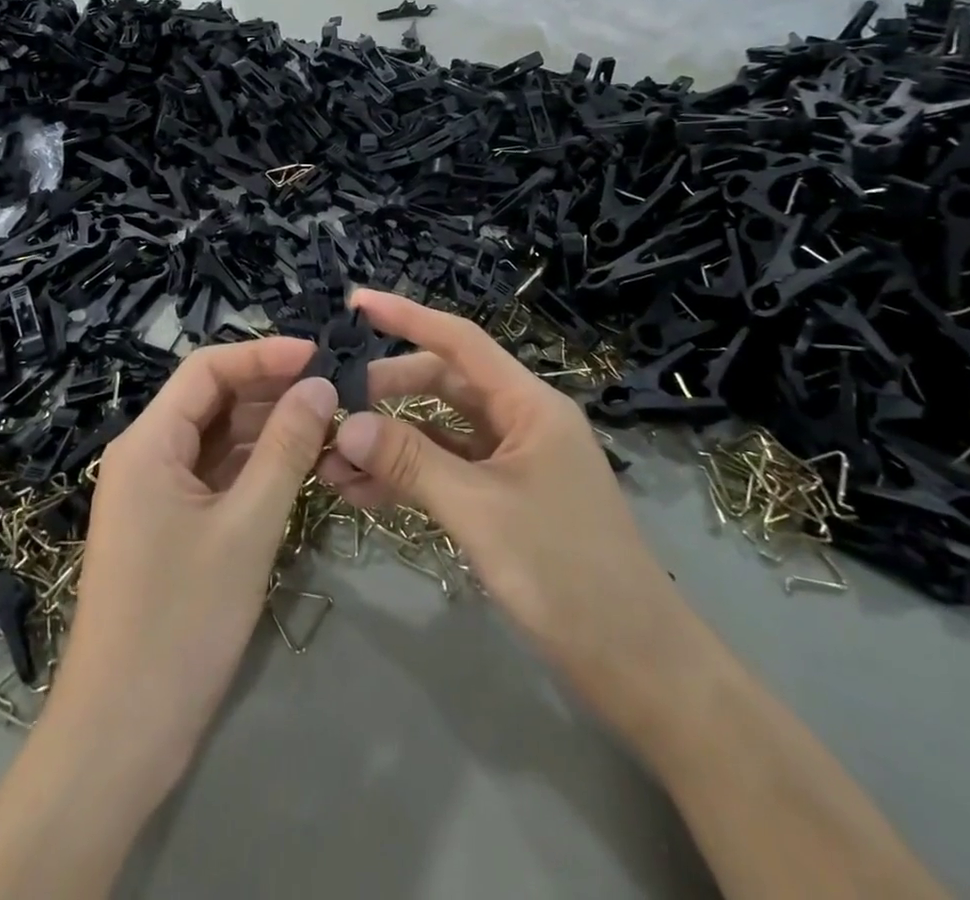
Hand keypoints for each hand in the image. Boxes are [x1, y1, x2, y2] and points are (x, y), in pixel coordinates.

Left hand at [43, 339, 336, 801]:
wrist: (120, 737)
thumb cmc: (181, 623)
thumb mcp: (246, 528)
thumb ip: (285, 449)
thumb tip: (321, 385)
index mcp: (148, 443)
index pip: (207, 369)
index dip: (264, 354)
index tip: (320, 356)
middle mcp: (145, 456)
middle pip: (212, 400)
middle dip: (271, 391)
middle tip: (336, 392)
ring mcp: (155, 494)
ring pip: (217, 439)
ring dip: (268, 429)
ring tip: (328, 424)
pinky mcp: (169, 527)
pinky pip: (215, 476)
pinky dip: (255, 467)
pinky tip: (299, 466)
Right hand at [317, 290, 698, 732]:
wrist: (639, 667)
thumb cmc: (567, 572)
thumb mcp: (480, 510)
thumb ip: (410, 461)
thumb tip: (344, 422)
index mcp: (530, 405)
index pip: (460, 341)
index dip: (407, 317)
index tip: (356, 303)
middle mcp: (521, 422)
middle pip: (442, 385)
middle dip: (386, 392)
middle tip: (330, 406)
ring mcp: (513, 463)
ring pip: (439, 432)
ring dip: (390, 441)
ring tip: (332, 460)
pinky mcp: (505, 500)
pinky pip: (446, 472)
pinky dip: (407, 477)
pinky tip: (363, 494)